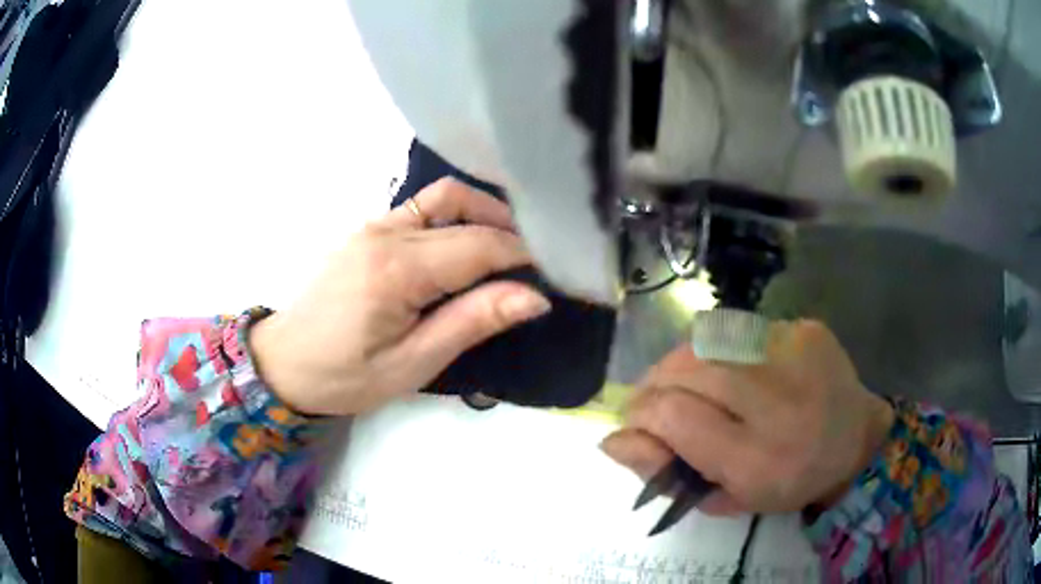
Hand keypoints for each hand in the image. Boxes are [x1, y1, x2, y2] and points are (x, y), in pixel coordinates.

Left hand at [248, 178, 550, 415]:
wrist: (284, 362)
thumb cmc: (346, 376)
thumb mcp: (413, 363)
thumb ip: (472, 322)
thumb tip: (534, 297)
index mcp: (397, 270)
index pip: (479, 245)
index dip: (524, 254)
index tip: (557, 269)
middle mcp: (385, 233)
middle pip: (465, 215)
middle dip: (511, 232)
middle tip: (539, 261)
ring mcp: (372, 225)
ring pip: (442, 197)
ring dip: (483, 213)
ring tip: (508, 246)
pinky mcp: (367, 229)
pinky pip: (419, 207)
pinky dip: (453, 216)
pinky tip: (464, 243)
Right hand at [600, 320, 894, 514]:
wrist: (855, 439)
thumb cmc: (788, 481)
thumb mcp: (726, 498)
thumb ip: (667, 473)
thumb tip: (612, 441)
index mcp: (759, 459)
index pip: (675, 416)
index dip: (642, 414)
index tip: (635, 422)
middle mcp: (779, 401)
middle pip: (689, 368)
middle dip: (655, 382)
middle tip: (653, 399)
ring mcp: (796, 355)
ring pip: (708, 339)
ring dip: (682, 362)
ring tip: (686, 383)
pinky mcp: (805, 328)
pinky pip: (739, 328)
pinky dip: (719, 348)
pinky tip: (730, 367)